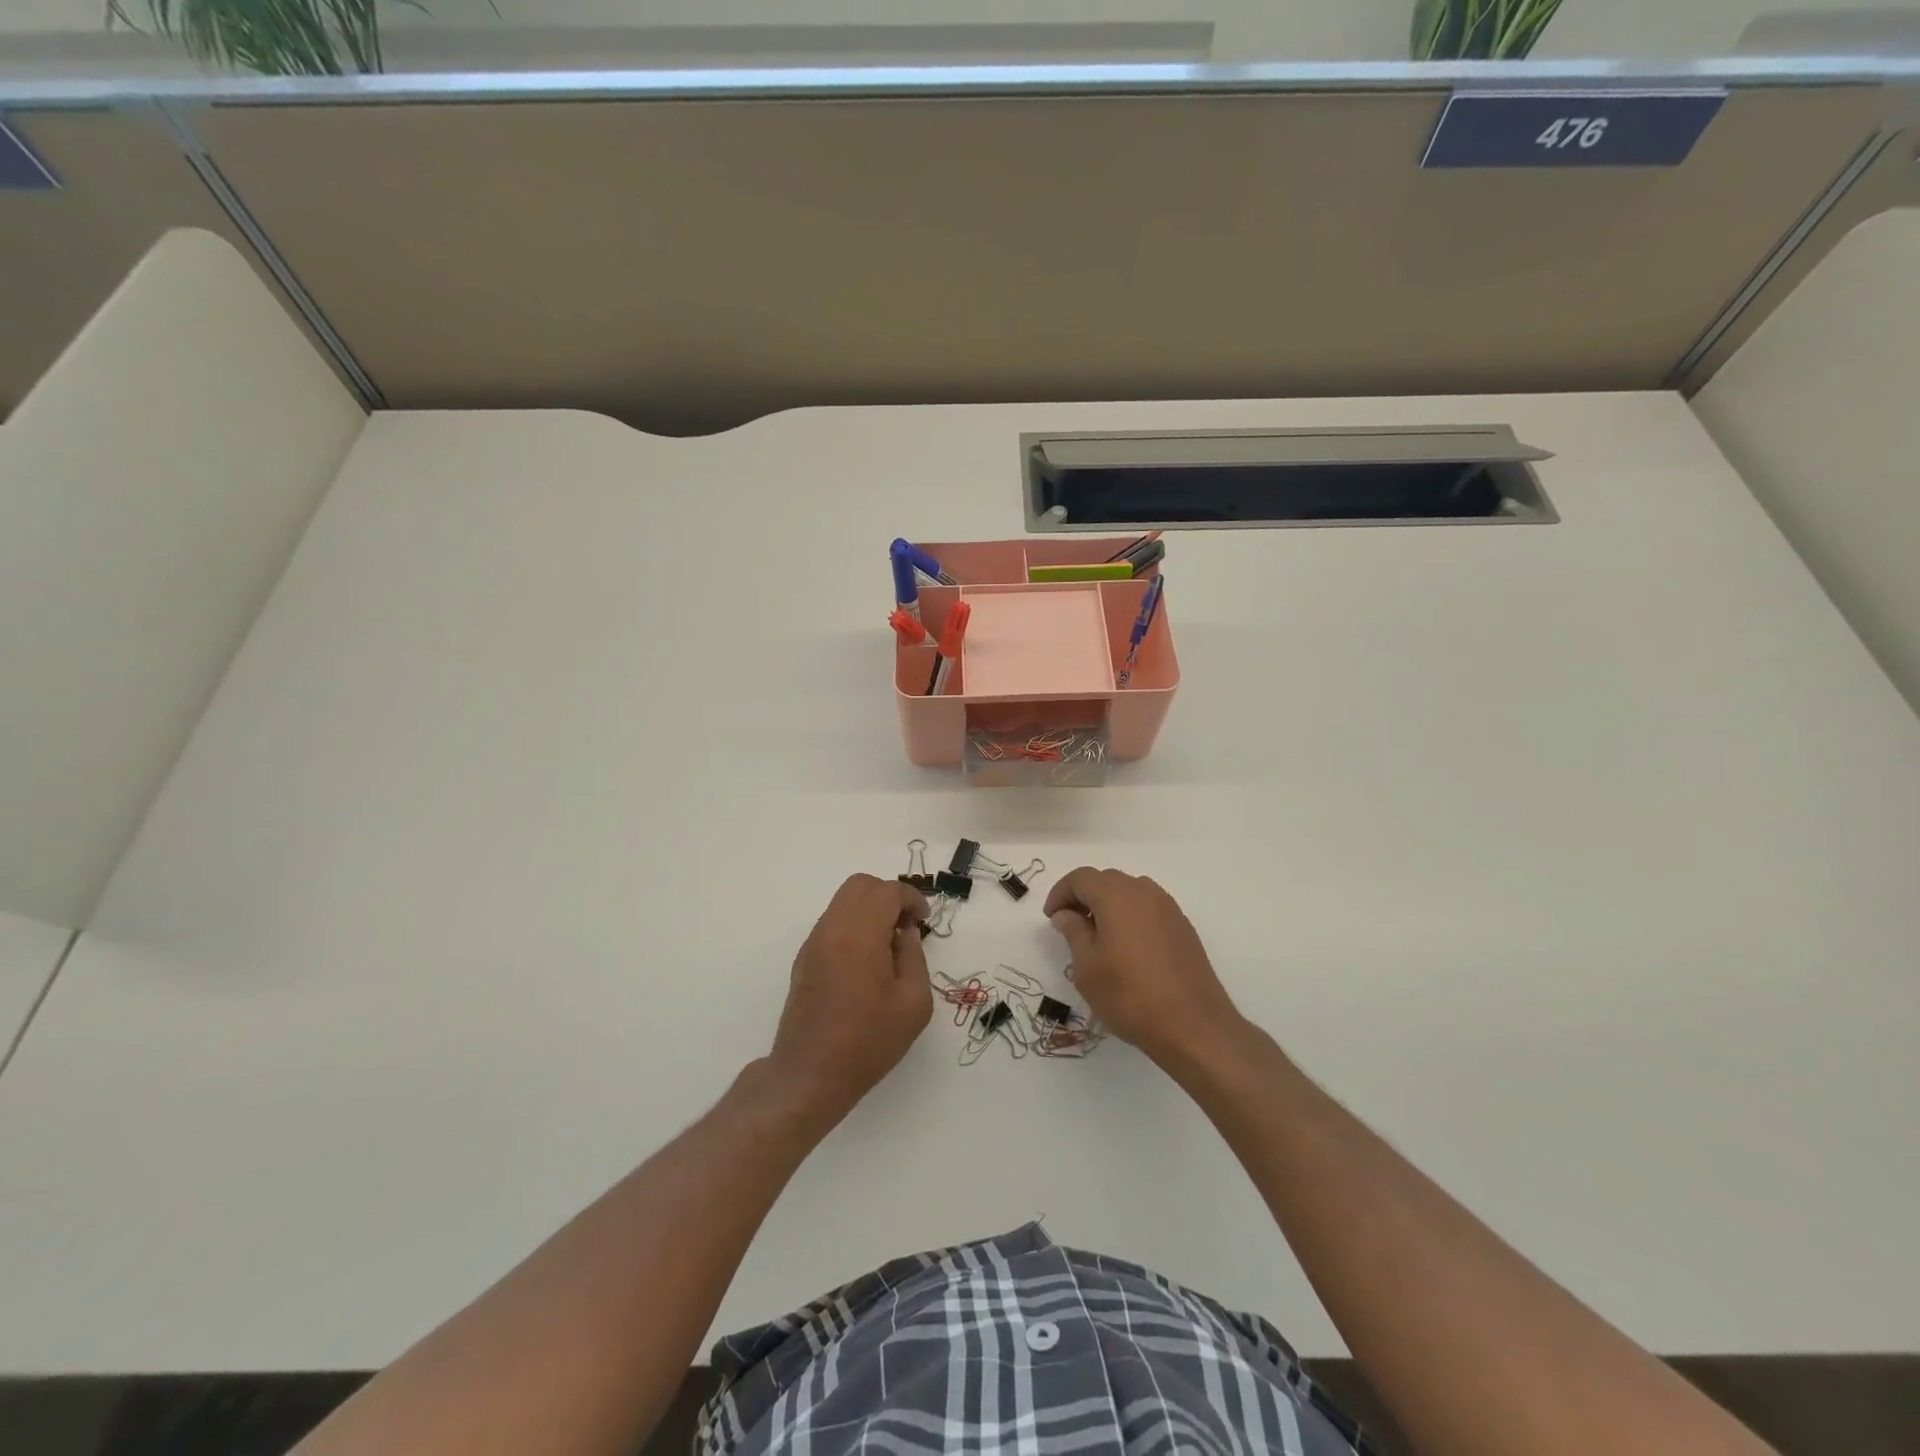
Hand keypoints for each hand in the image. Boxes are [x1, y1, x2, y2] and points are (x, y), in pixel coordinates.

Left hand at [768, 875, 933, 1131]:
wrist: (809, 1074)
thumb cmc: (868, 1041)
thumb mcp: (913, 1003)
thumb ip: (914, 957)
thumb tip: (904, 934)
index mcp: (860, 935)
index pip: (887, 891)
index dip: (911, 898)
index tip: (923, 920)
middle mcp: (832, 929)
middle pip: (860, 885)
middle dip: (888, 895)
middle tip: (906, 924)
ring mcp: (814, 942)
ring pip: (843, 901)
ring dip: (869, 909)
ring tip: (888, 943)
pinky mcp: (804, 958)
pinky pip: (833, 922)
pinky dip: (854, 924)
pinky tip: (867, 959)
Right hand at [1044, 868, 1243, 1070]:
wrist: (1193, 1026)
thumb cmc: (1129, 995)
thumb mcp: (1087, 967)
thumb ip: (1073, 932)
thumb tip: (1066, 914)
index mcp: (1116, 895)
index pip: (1080, 878)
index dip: (1060, 893)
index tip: (1051, 918)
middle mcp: (1144, 892)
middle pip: (1106, 881)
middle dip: (1084, 897)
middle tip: (1070, 926)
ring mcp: (1168, 908)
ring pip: (1130, 893)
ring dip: (1108, 905)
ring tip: (1098, 937)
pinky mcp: (1183, 928)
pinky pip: (1149, 909)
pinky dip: (1131, 917)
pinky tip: (1127, 948)